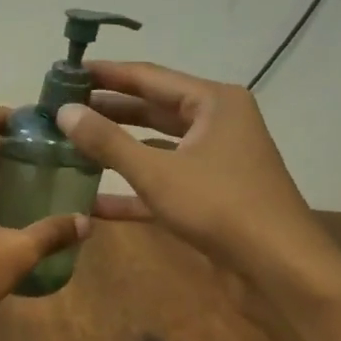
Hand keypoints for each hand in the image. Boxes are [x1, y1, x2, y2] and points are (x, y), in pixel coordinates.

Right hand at [53, 62, 328, 277]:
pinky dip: (131, 189)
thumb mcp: (156, 172)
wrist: (278, 267)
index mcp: (213, 103)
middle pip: (152, 109)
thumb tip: (64, 112)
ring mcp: (213, 161)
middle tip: (63, 108)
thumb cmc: (219, 206)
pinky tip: (92, 200)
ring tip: (71, 144)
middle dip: (108, 110)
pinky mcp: (207, 195)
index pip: (149, 77)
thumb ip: (108, 142)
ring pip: (155, 146)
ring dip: (116, 148)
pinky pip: (162, 182)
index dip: (106, 74)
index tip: (67, 72)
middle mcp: (216, 124)